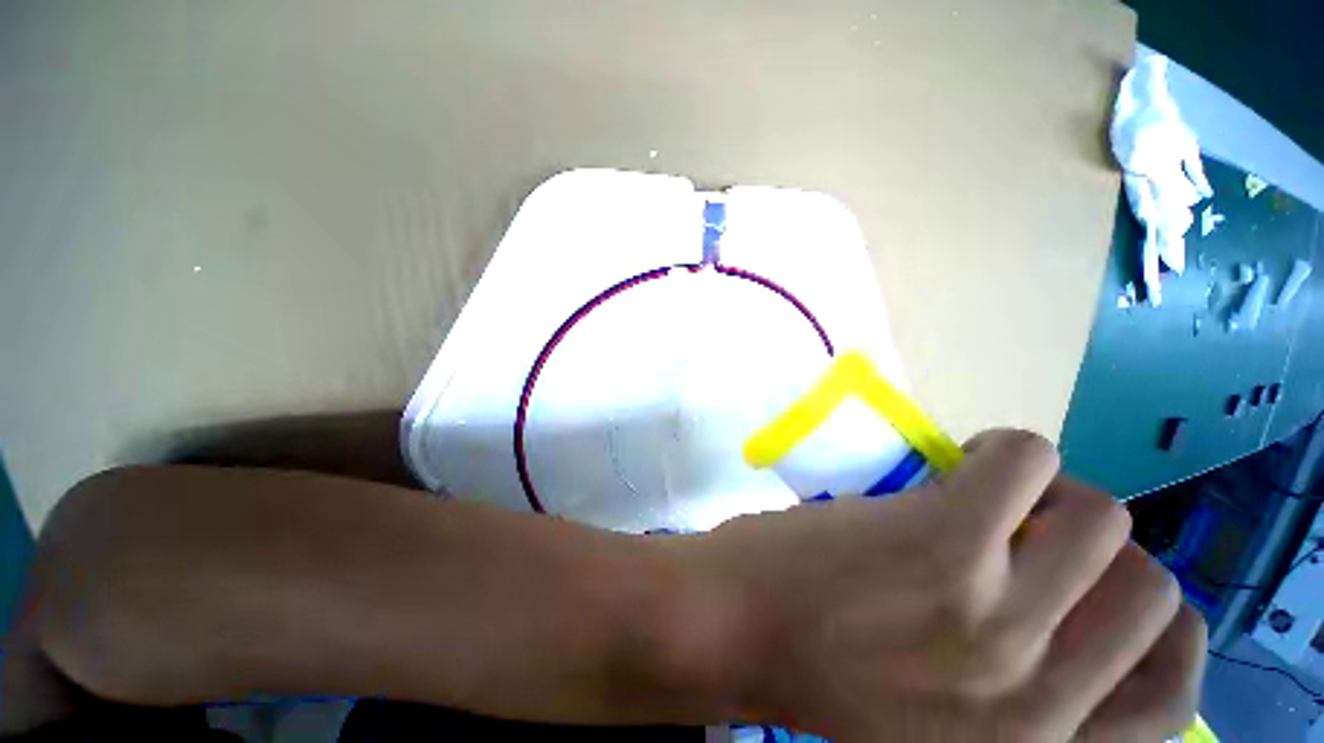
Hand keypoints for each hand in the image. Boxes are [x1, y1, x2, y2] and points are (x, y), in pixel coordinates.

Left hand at [696, 429, 1204, 740]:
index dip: (1150, 629)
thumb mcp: (942, 722)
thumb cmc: (819, 670)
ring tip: (998, 489)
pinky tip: (966, 459)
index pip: (1169, 699)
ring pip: (1103, 518)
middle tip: (1036, 525)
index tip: (1104, 590)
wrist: (730, 632)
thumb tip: (1064, 617)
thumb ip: (1010, 690)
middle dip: (1100, 547)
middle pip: (1150, 589)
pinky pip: (1024, 462)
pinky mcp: (943, 541)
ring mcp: (993, 615)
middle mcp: (1035, 696)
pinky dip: (1009, 450)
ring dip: (1058, 493)